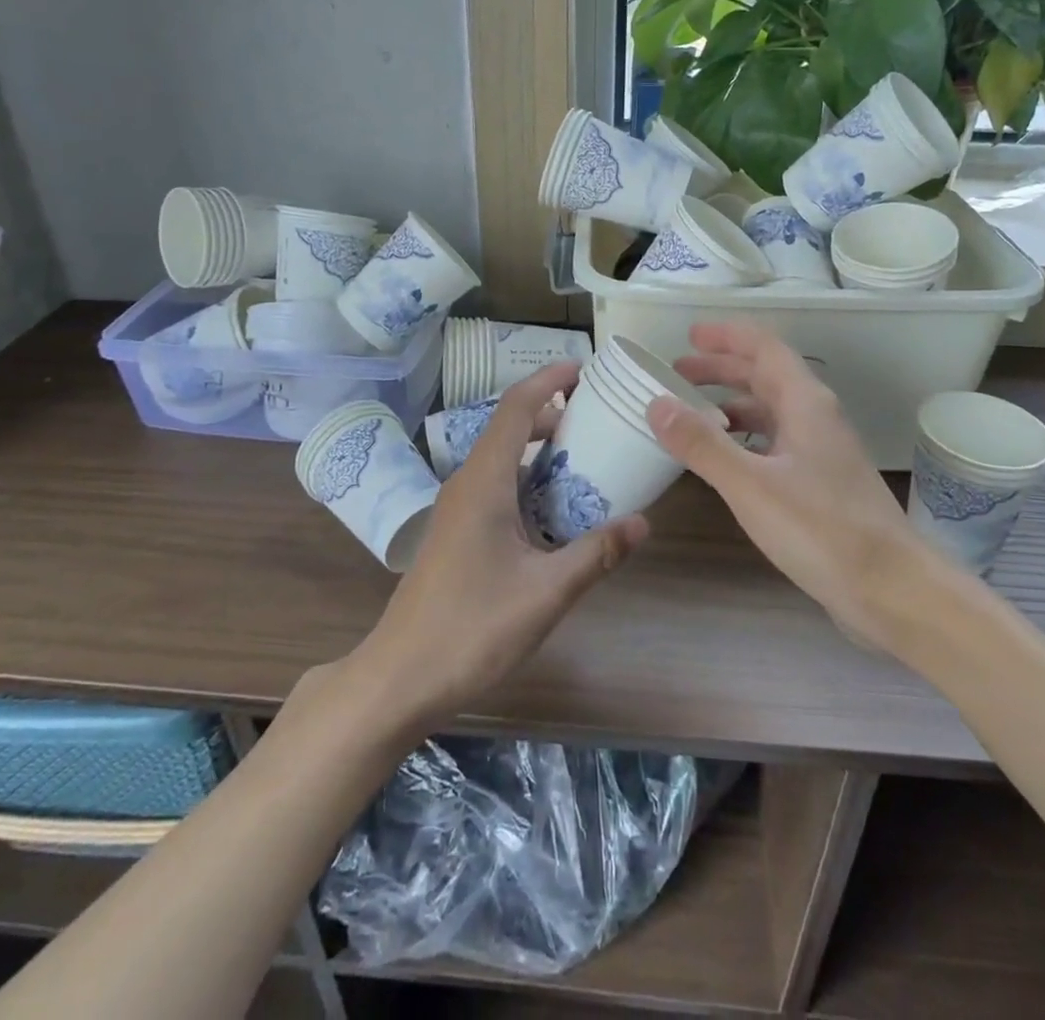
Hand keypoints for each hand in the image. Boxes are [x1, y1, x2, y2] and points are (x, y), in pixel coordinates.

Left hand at [350, 362, 649, 728]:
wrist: (401, 676)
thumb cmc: (472, 628)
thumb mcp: (546, 592)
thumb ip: (596, 554)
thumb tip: (644, 523)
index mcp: (484, 482)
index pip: (516, 408)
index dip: (548, 380)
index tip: (584, 368)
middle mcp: (467, 483)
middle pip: (510, 428)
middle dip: (554, 415)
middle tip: (600, 419)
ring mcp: (458, 509)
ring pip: (503, 460)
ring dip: (542, 451)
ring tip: (588, 459)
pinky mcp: (457, 532)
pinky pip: (497, 486)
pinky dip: (530, 481)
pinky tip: (558, 510)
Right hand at [646, 322, 926, 633]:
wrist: (893, 591)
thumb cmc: (822, 529)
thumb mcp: (751, 485)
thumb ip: (702, 444)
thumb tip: (655, 402)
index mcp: (805, 403)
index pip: (764, 348)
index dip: (727, 336)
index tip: (689, 334)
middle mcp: (816, 418)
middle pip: (766, 376)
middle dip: (721, 368)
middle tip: (676, 373)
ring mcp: (822, 452)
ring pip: (771, 411)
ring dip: (732, 404)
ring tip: (691, 414)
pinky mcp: (821, 484)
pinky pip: (775, 443)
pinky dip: (745, 438)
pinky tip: (725, 460)